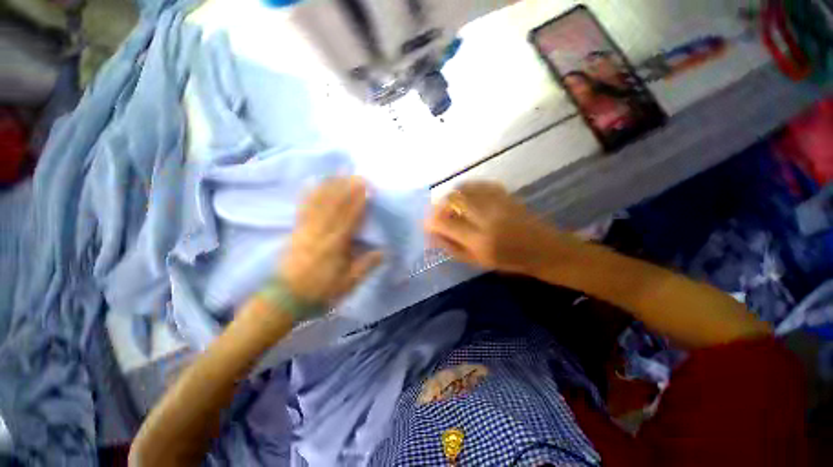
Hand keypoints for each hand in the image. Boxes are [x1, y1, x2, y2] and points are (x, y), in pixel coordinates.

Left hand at [281, 176, 382, 306]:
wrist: (285, 299)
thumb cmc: (320, 291)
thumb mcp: (348, 284)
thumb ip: (365, 266)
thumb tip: (384, 252)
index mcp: (336, 245)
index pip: (350, 218)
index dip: (359, 202)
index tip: (367, 188)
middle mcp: (321, 233)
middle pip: (335, 206)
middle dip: (346, 188)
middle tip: (356, 174)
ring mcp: (306, 229)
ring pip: (319, 204)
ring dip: (330, 187)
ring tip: (338, 173)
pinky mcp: (296, 231)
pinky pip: (303, 209)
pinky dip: (309, 195)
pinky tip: (312, 184)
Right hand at [425, 182, 576, 273]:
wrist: (544, 248)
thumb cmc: (509, 261)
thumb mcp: (477, 261)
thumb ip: (452, 247)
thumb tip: (432, 234)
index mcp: (480, 240)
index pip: (445, 224)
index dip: (430, 222)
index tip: (427, 225)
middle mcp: (487, 217)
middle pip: (452, 200)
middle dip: (438, 206)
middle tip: (438, 215)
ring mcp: (497, 202)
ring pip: (463, 189)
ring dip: (451, 196)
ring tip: (450, 207)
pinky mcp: (504, 194)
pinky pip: (477, 184)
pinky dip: (465, 189)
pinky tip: (465, 198)